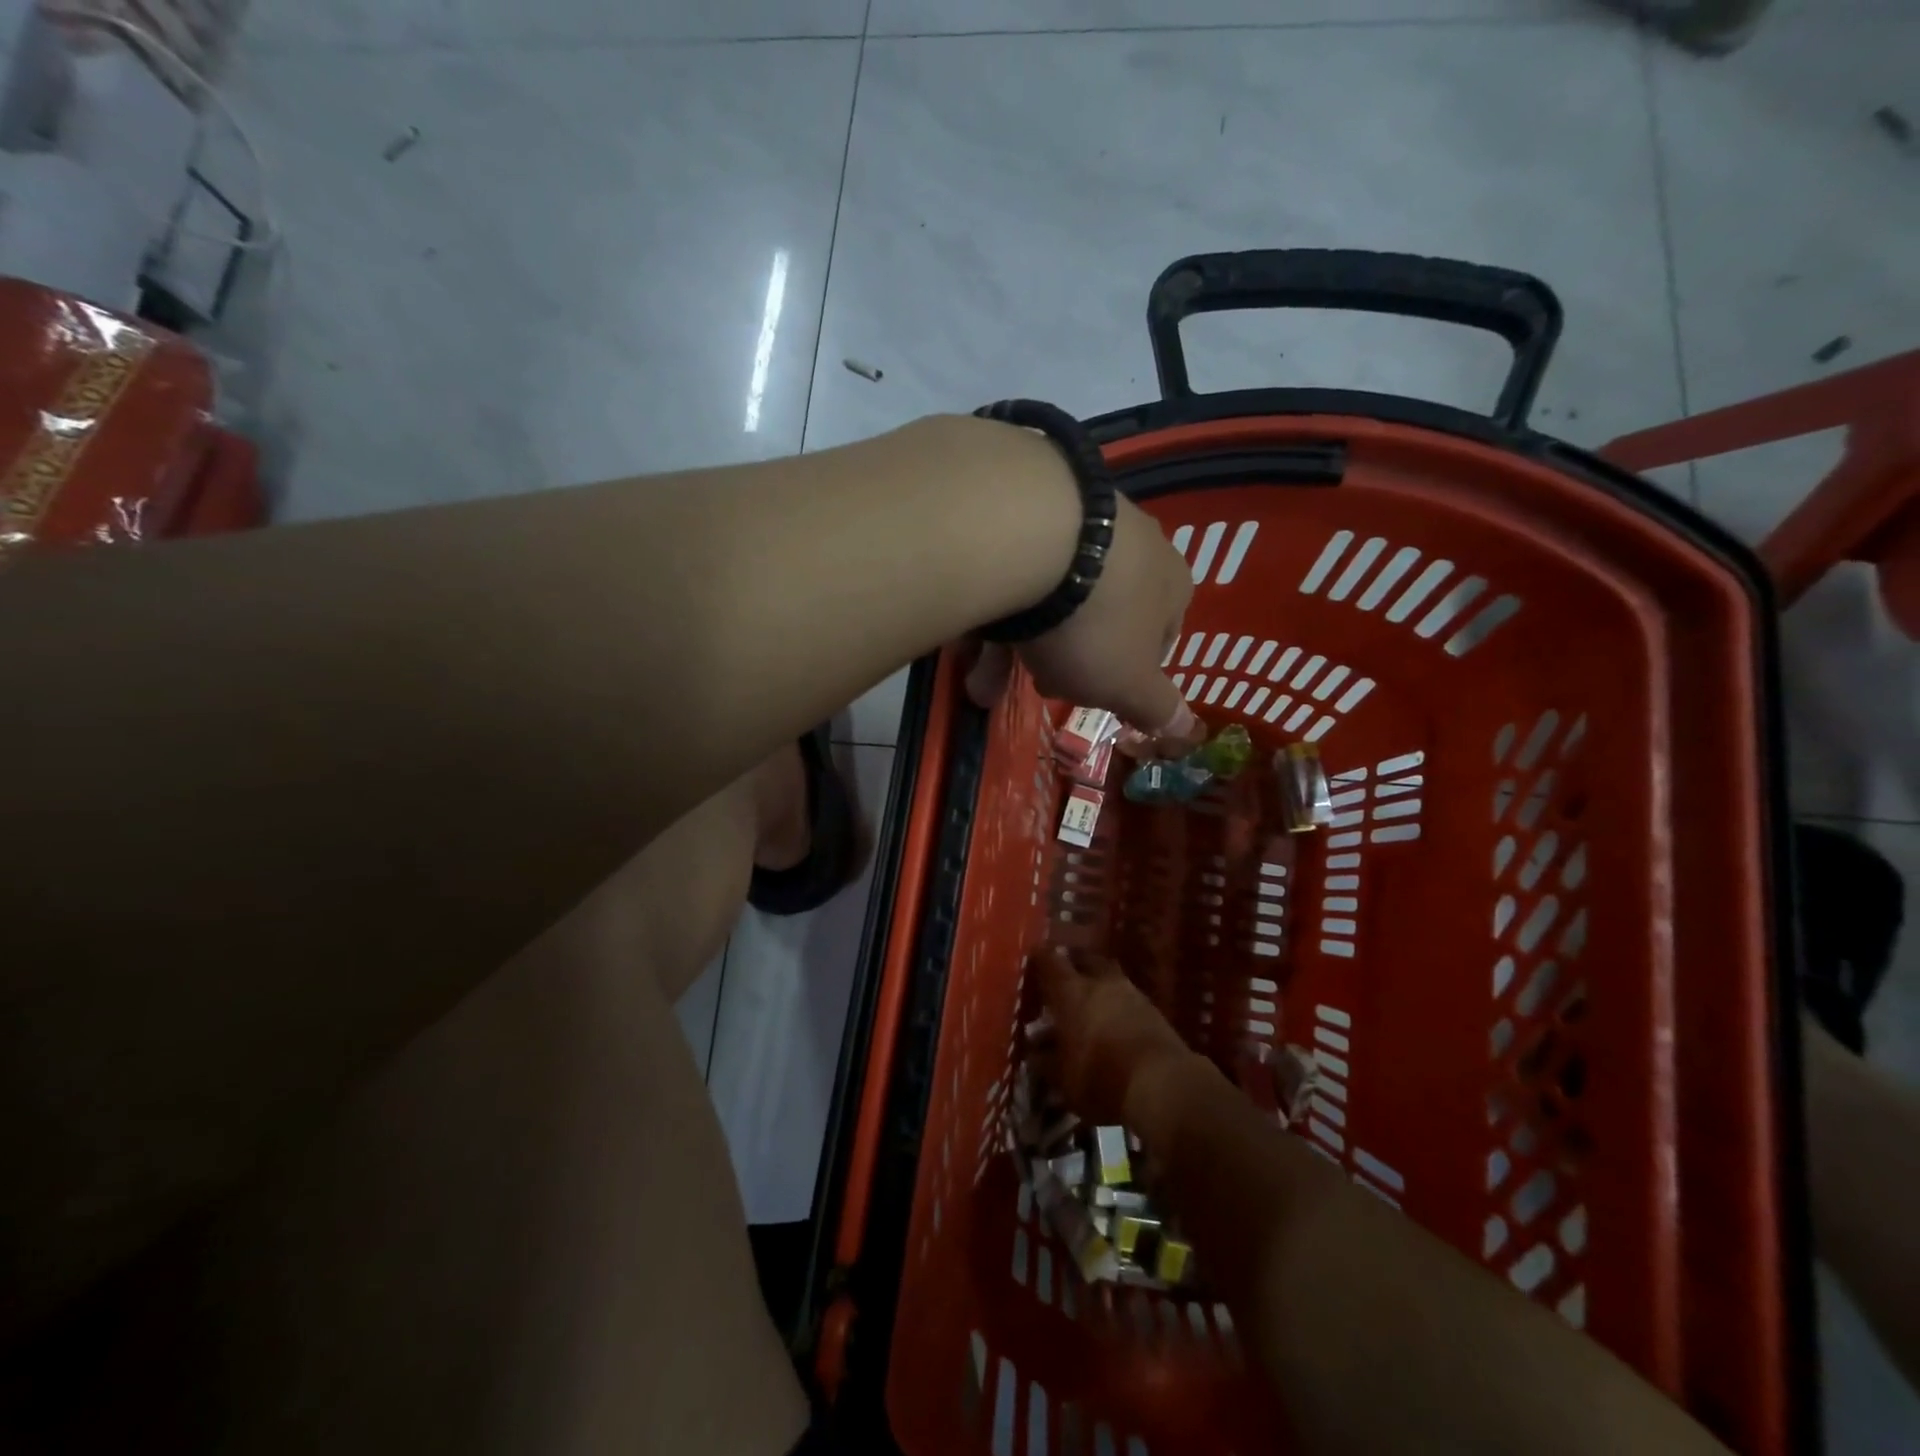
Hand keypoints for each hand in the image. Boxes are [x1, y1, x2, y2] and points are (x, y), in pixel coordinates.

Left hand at [966, 494, 1202, 754]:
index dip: (1127, 673)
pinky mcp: (1025, 505)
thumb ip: (1157, 708)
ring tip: (979, 683)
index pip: (1160, 637)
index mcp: (1169, 584)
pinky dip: (994, 608)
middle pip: (1099, 617)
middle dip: (1065, 661)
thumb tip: (1187, 729)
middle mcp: (1132, 544)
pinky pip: (1014, 570)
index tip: (1094, 694)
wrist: (1030, 536)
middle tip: (1038, 685)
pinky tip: (965, 636)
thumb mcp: (1128, 683)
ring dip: (1017, 645)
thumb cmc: (1094, 623)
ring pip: (1049, 597)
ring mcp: (1078, 518)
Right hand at [1031, 945, 1196, 1128]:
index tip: (1031, 963)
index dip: (1038, 959)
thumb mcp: (1063, 1078)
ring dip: (1099, 987)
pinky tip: (1114, 1025)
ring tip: (1090, 1007)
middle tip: (1063, 982)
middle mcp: (1100, 983)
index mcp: (1071, 991)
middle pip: (1084, 960)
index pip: (1048, 959)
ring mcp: (1131, 993)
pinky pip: (1128, 998)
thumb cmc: (1101, 1078)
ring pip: (1110, 978)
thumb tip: (1035, 1051)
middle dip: (1073, 966)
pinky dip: (1118, 1006)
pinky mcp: (1154, 1011)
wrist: (1163, 1086)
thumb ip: (1046, 1061)